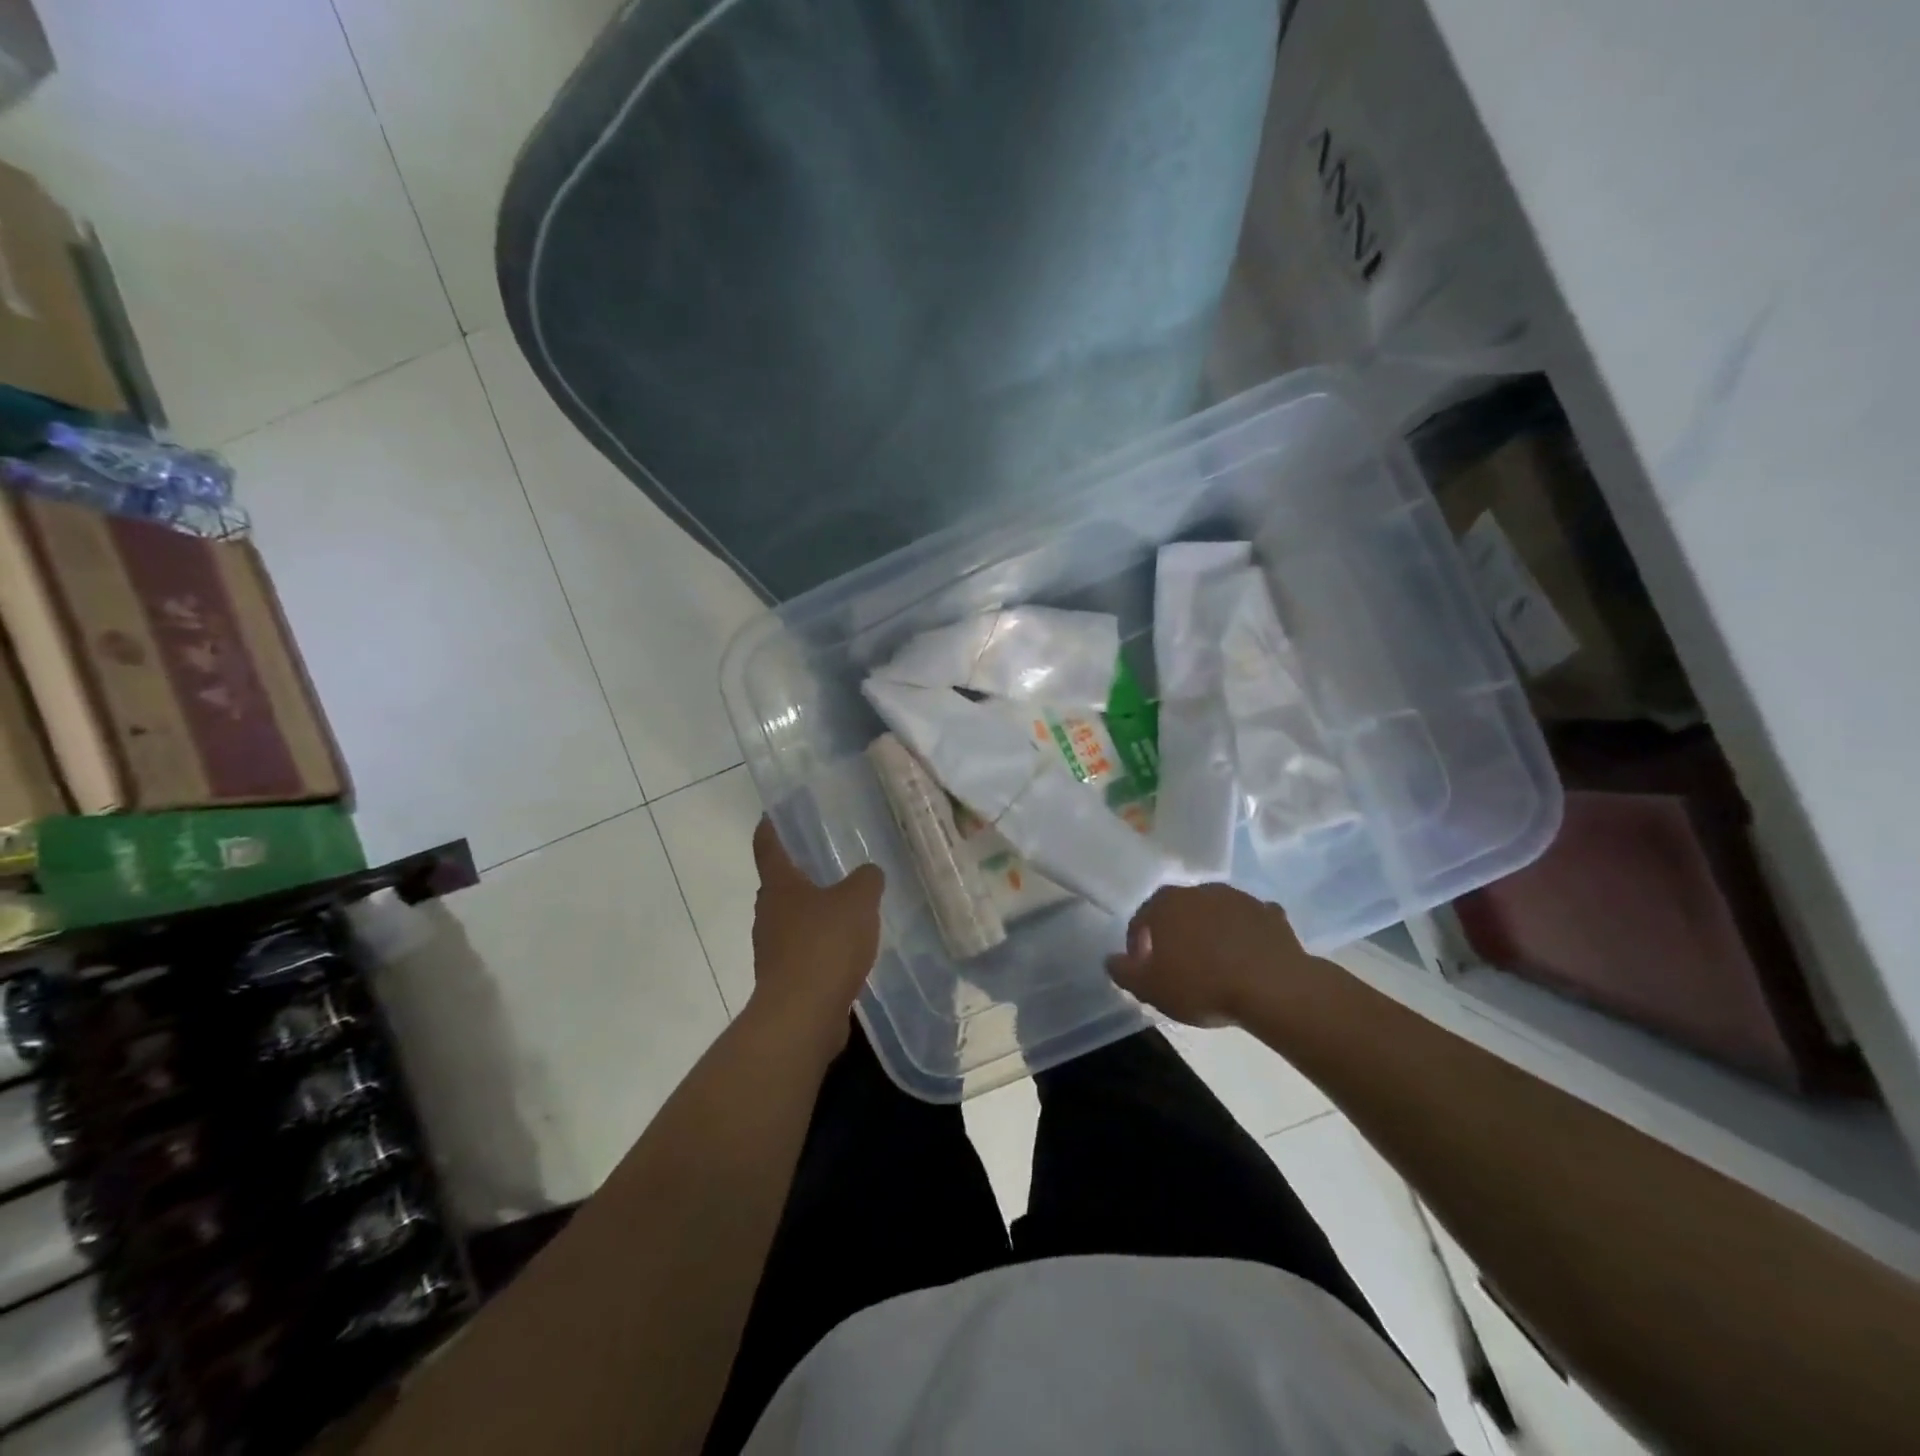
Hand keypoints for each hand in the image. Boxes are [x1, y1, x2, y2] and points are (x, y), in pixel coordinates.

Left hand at [745, 818, 884, 1055]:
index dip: (770, 827)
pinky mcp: (785, 979)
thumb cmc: (824, 945)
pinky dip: (822, 945)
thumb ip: (867, 880)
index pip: (768, 846)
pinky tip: (848, 949)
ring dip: (814, 912)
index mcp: (780, 886)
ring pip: (793, 920)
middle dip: (800, 873)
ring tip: (846, 906)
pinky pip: (805, 951)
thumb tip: (868, 873)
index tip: (772, 814)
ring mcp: (773, 949)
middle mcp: (769, 913)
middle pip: (780, 885)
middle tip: (827, 860)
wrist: (802, 1015)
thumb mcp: (858, 901)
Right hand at [1106, 883, 1306, 1027]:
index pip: (1141, 919)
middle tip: (1179, 965)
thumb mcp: (1151, 988)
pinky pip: (1250, 922)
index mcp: (1166, 904)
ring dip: (1211, 931)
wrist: (1273, 987)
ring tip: (1215, 962)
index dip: (1137, 944)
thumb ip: (1124, 972)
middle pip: (1179, 911)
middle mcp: (1199, 891)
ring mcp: (1238, 898)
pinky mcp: (1270, 914)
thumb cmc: (1203, 985)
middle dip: (1175, 933)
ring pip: (1215, 913)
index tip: (1144, 969)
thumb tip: (1111, 960)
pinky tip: (1248, 956)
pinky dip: (1245, 934)